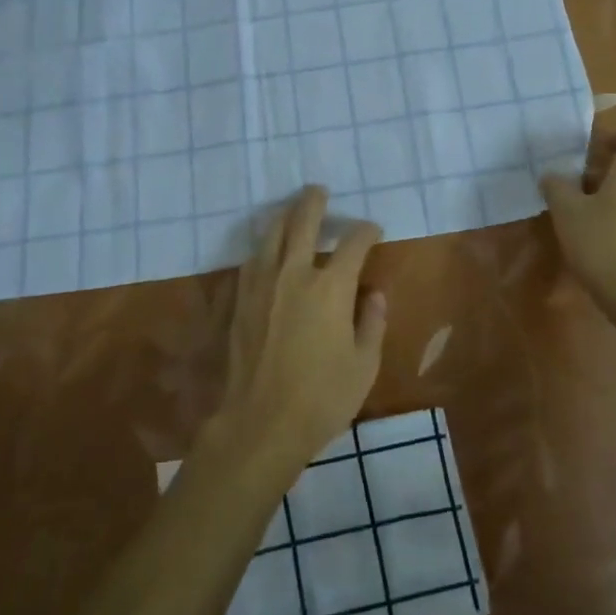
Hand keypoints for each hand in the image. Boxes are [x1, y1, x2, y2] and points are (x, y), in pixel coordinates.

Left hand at [212, 187, 386, 468]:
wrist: (260, 424)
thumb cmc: (321, 398)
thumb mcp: (364, 366)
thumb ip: (372, 323)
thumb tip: (374, 295)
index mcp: (331, 287)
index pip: (353, 243)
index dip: (366, 231)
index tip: (373, 230)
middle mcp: (294, 274)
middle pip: (303, 222)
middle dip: (314, 202)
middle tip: (318, 191)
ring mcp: (262, 284)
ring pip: (271, 235)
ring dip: (284, 217)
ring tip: (292, 210)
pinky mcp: (240, 300)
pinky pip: (252, 260)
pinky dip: (264, 247)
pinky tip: (267, 251)